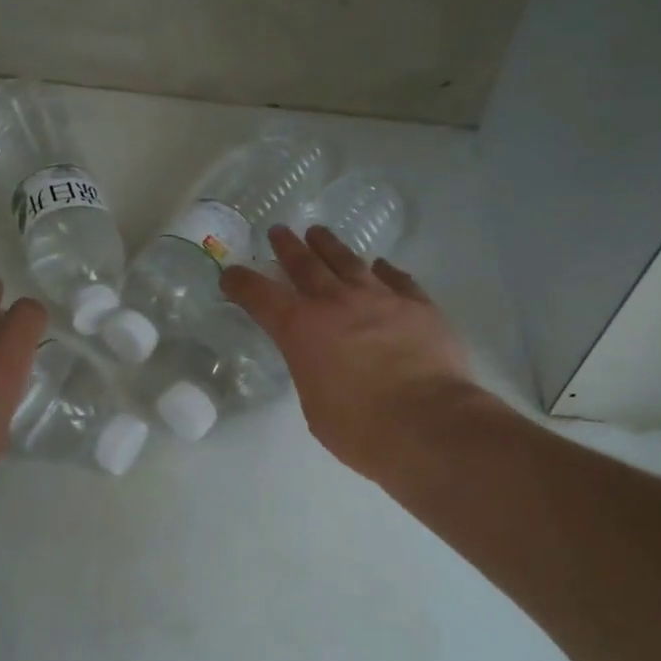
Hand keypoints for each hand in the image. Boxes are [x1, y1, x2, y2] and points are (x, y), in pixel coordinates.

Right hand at [222, 226, 474, 479]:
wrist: (429, 424)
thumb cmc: (361, 428)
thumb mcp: (315, 405)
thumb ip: (312, 372)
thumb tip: (321, 361)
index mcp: (301, 329)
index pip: (261, 296)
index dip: (241, 282)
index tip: (231, 274)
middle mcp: (336, 302)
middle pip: (305, 264)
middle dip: (287, 247)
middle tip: (278, 232)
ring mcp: (380, 298)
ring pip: (348, 261)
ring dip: (329, 246)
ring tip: (318, 233)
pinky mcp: (418, 305)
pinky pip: (397, 278)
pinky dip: (383, 270)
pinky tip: (380, 265)